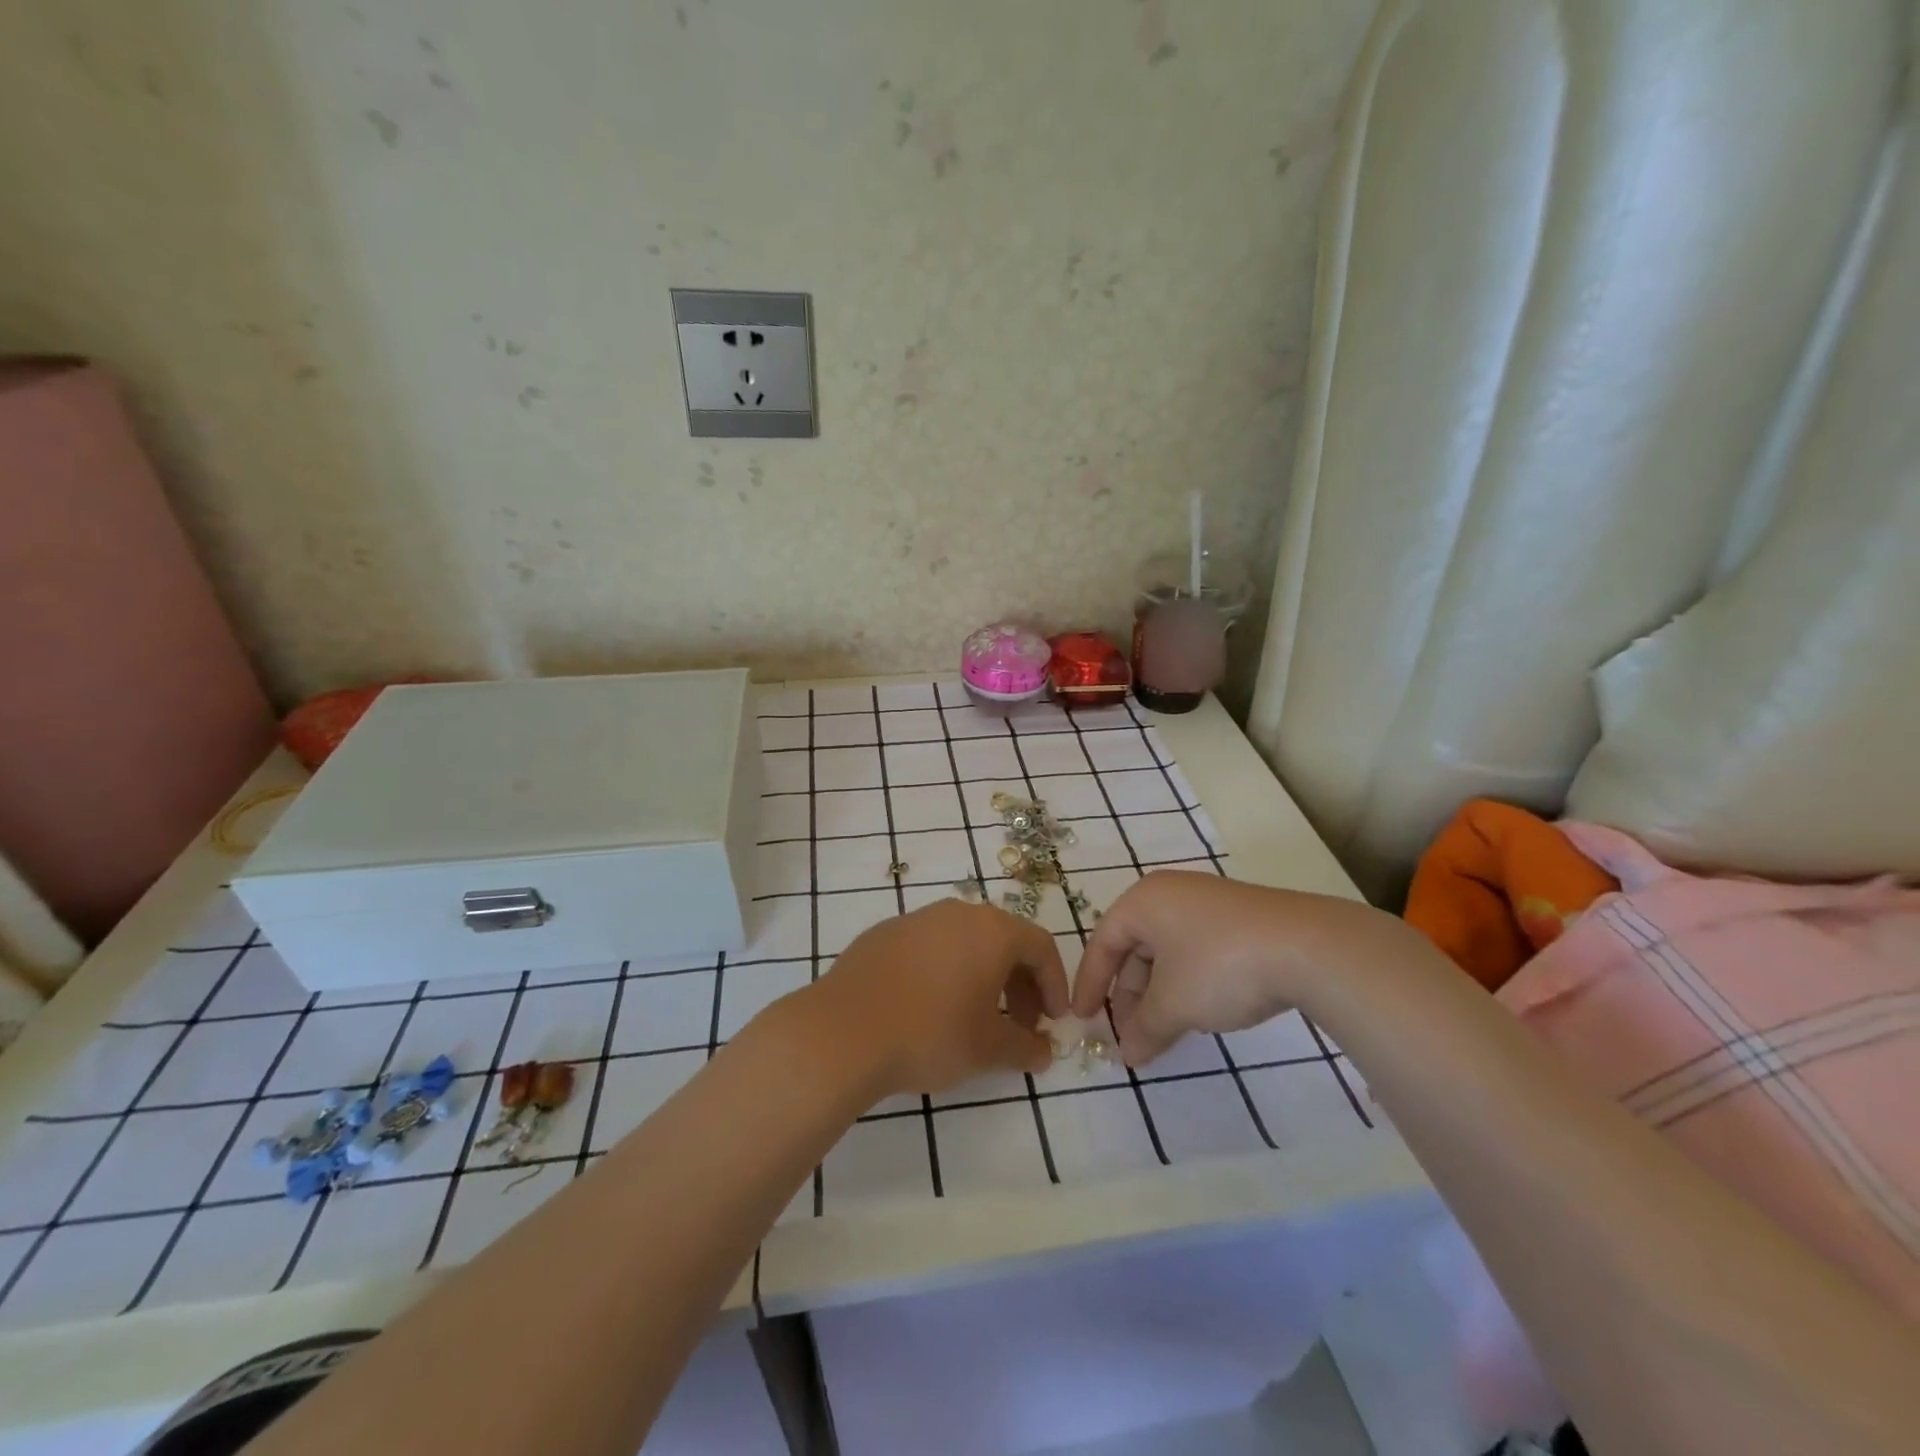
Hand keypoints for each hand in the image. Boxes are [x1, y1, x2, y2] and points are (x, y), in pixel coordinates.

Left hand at [808, 899, 1069, 1095]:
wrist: (842, 1031)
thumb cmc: (930, 1033)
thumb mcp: (988, 1050)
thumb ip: (1024, 1048)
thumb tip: (1042, 1051)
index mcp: (991, 930)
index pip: (1040, 947)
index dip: (1054, 984)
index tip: (1053, 1021)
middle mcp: (957, 913)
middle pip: (1003, 940)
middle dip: (1019, 983)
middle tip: (1019, 1024)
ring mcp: (916, 919)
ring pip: (964, 942)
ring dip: (982, 976)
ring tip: (975, 1018)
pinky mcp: (883, 934)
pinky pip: (929, 948)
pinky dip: (944, 972)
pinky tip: (930, 1008)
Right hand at [1072, 871, 1403, 1066]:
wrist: (1308, 947)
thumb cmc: (1219, 966)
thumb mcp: (1173, 1004)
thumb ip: (1143, 1029)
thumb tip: (1126, 1055)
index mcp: (1144, 901)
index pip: (1103, 942)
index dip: (1090, 984)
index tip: (1083, 1018)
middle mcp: (1171, 894)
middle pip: (1136, 947)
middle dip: (1130, 994)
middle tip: (1131, 1032)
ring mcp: (1209, 903)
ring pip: (1168, 951)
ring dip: (1160, 993)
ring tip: (1165, 1030)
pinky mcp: (1240, 919)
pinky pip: (1197, 950)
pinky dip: (1188, 982)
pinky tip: (1201, 1010)